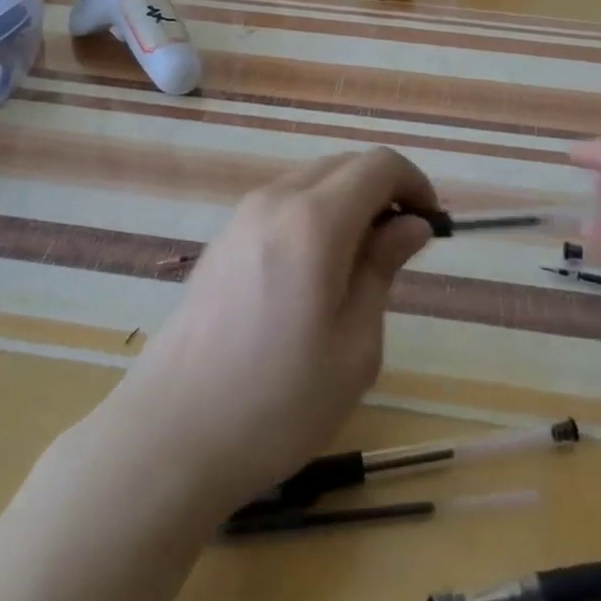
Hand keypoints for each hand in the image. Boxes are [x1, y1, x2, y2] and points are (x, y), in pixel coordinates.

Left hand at [100, 147, 437, 515]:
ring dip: (348, 202)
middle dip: (383, 191)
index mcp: (314, 220)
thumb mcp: (354, 345)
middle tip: (401, 248)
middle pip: (345, 164)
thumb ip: (382, 268)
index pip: (379, 165)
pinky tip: (314, 273)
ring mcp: (242, 216)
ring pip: (312, 181)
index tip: (430, 227)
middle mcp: (275, 200)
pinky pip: (283, 203)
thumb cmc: (278, 402)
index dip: (415, 184)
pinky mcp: (223, 238)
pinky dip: (315, 215)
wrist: (170, 436)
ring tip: (359, 264)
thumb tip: (410, 224)